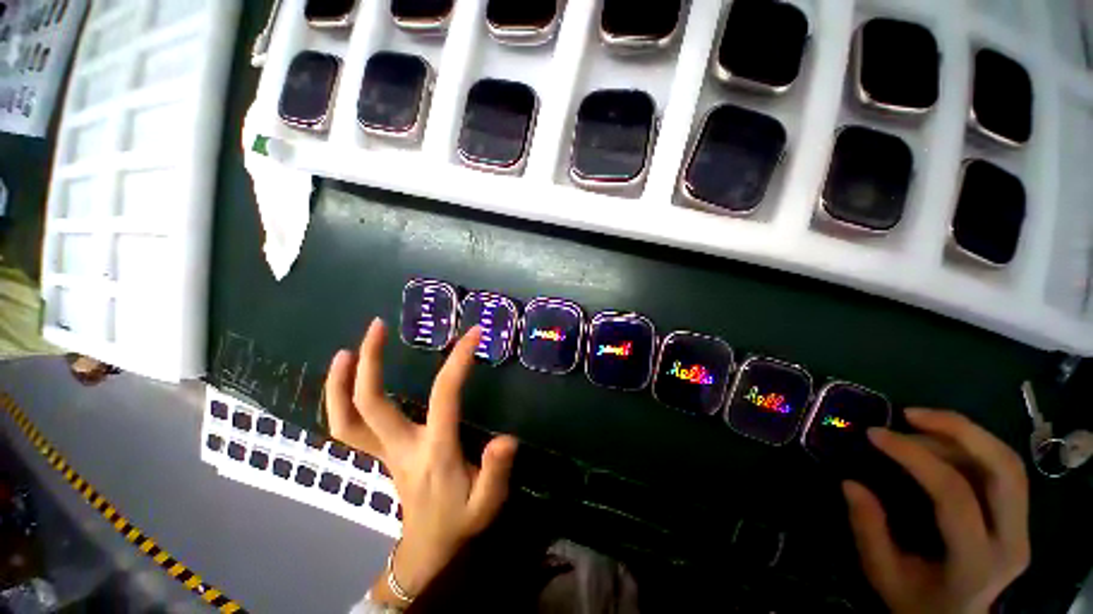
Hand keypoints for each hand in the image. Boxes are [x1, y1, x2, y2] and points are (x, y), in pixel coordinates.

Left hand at [325, 318, 518, 598]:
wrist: (427, 549)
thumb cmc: (460, 520)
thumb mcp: (487, 503)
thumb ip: (496, 472)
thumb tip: (506, 439)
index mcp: (435, 451)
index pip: (444, 396)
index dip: (458, 361)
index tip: (472, 334)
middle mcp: (401, 447)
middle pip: (371, 404)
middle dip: (371, 362)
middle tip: (377, 326)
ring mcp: (384, 451)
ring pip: (347, 419)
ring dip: (341, 383)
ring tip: (344, 351)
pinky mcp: (379, 453)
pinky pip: (348, 428)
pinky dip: (339, 402)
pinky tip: (347, 379)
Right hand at [844, 409, 1029, 613]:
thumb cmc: (916, 602)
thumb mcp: (883, 575)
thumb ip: (868, 531)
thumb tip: (851, 483)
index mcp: (976, 562)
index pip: (955, 495)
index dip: (916, 457)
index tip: (877, 434)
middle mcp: (1010, 541)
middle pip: (1003, 470)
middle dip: (959, 431)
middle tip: (910, 414)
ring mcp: (1022, 528)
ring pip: (1008, 463)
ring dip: (966, 433)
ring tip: (920, 421)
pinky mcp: (1019, 518)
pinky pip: (1004, 469)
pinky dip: (973, 445)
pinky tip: (941, 440)